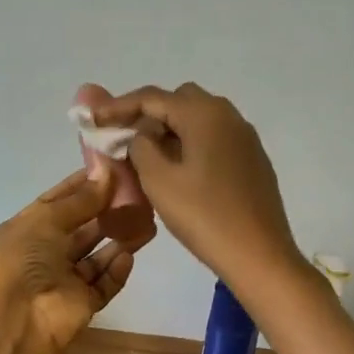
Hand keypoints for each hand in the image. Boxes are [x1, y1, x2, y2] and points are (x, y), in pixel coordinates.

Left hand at [0, 165, 151, 353]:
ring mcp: (63, 280)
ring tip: (146, 221)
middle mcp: (44, 253)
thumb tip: (108, 171)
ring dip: (118, 239)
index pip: (57, 201)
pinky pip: (104, 283)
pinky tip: (129, 256)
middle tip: (138, 194)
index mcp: (26, 229)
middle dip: (106, 212)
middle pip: (81, 228)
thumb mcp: (47, 219)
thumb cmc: (23, 259)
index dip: (83, 186)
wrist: (17, 321)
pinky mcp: (82, 304)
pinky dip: (116, 270)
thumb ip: (81, 199)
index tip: (112, 170)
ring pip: (96, 255)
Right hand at [91, 83, 304, 293]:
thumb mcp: (158, 180)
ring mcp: (244, 137)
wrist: (260, 256)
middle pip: (178, 101)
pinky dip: (190, 143)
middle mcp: (228, 115)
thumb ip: (140, 146)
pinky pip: (213, 137)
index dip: (118, 106)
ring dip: (170, 129)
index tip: (93, 119)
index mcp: (204, 114)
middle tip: (124, 138)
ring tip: (147, 156)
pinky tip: (179, 170)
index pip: (152, 97)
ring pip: (198, 119)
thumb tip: (141, 134)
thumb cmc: (205, 216)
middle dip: (148, 114)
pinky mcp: (252, 158)